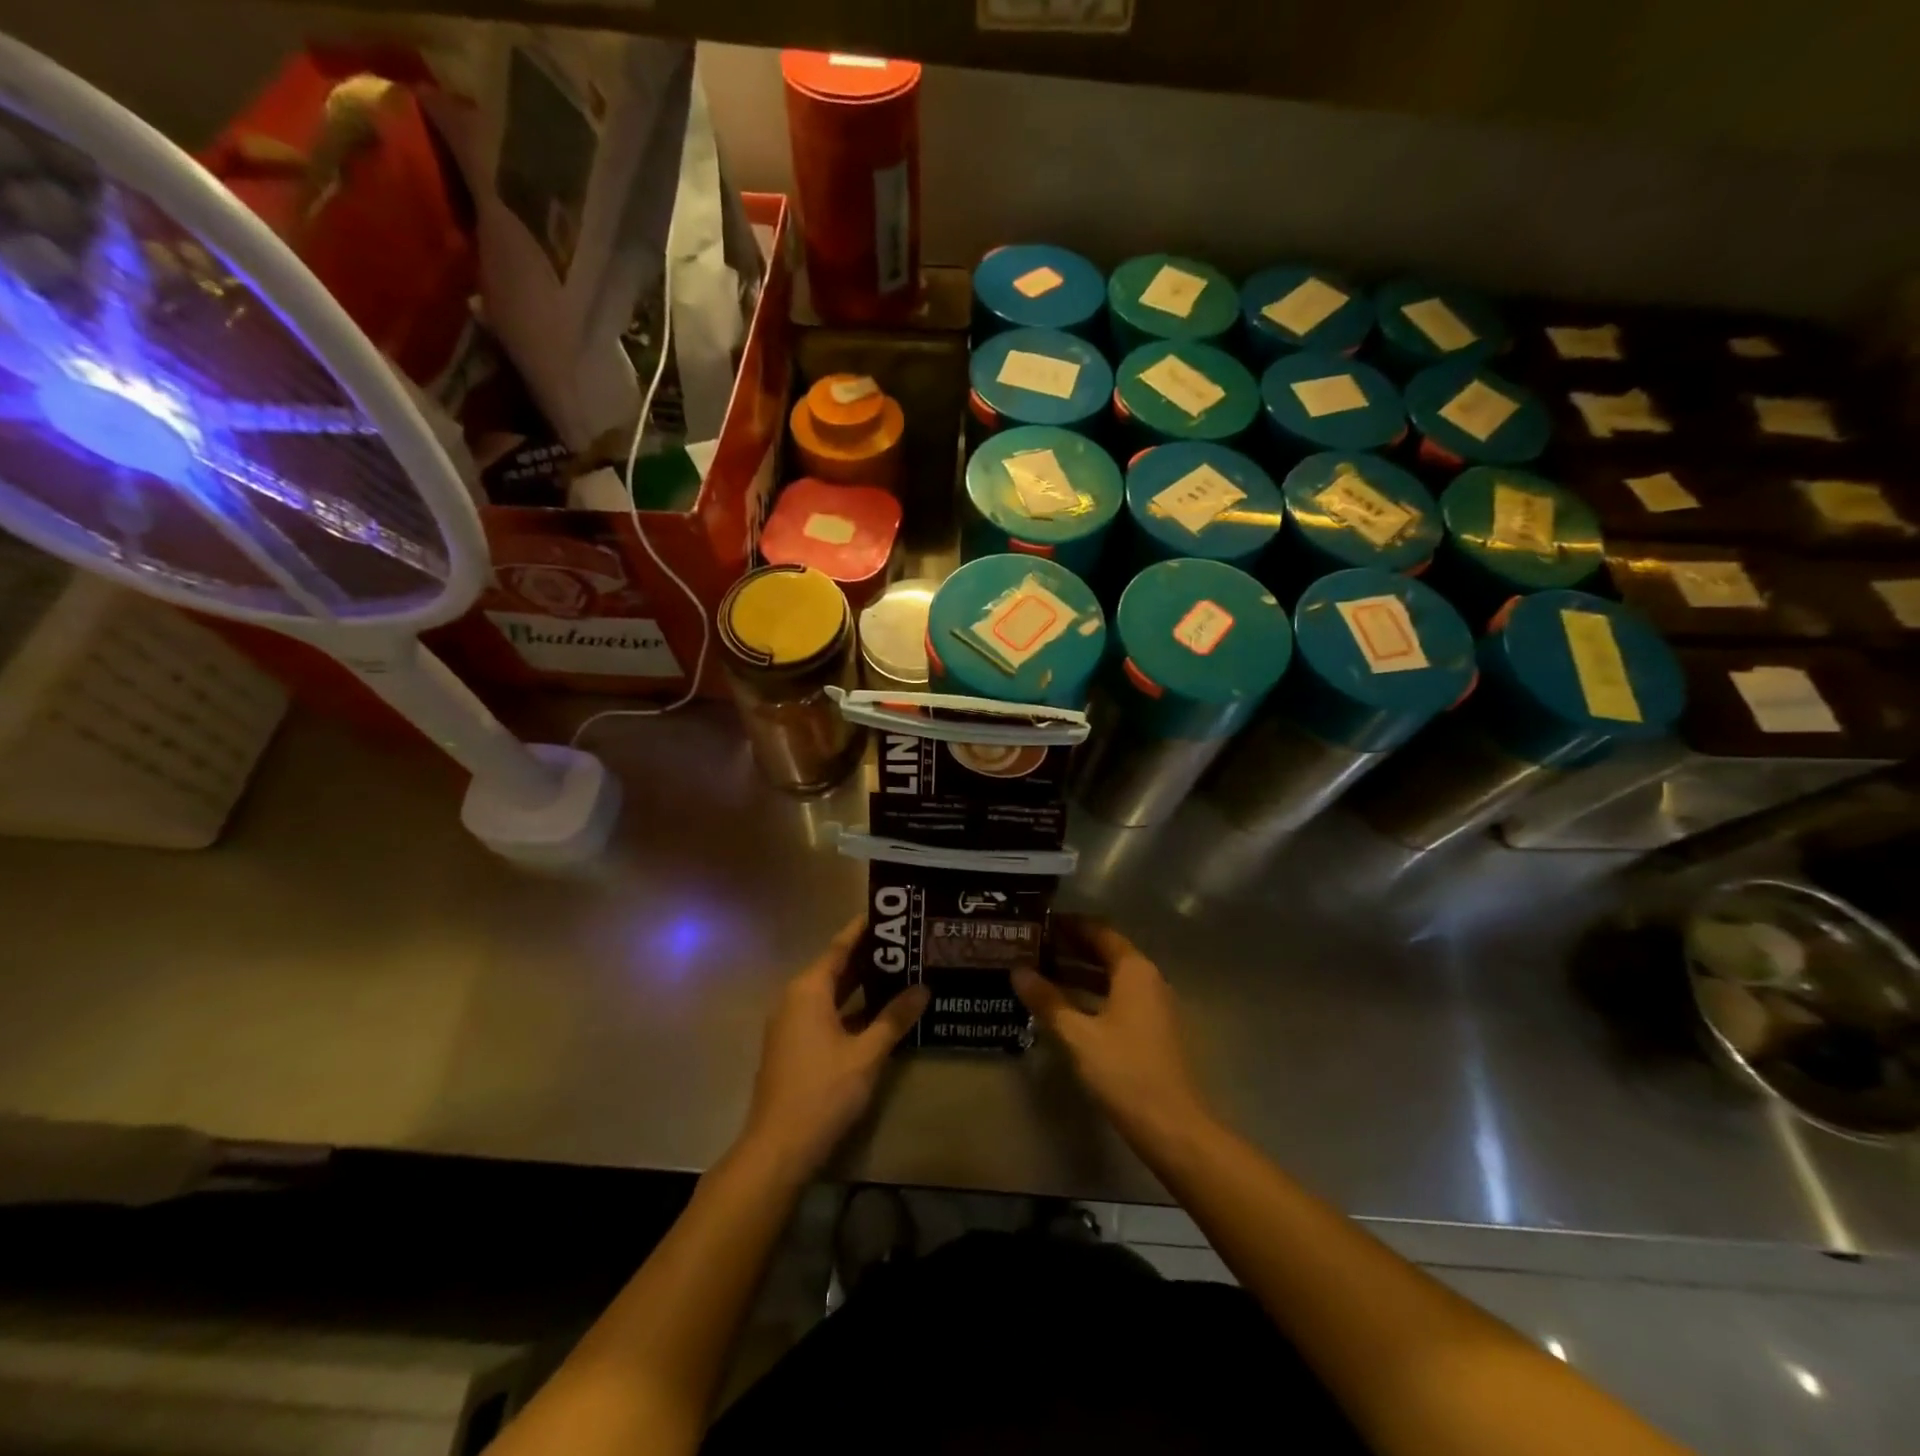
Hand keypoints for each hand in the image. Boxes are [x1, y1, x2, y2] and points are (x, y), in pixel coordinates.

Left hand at [738, 915, 929, 1177]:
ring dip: (862, 985)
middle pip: (836, 967)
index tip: (890, 913)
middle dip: (869, 957)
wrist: (778, 1147)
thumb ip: (895, 1018)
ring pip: (832, 993)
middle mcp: (795, 999)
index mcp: (809, 989)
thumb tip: (923, 988)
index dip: (864, 929)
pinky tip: (880, 1013)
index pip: (840, 946)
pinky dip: (851, 1008)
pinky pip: (826, 1014)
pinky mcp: (794, 1047)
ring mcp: (792, 1024)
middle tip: (906, 943)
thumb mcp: (867, 1054)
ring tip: (900, 972)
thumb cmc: (823, 1091)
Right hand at [1013, 917, 1213, 1156]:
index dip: (1069, 925)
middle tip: (1033, 947)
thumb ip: (1047, 1000)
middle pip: (1106, 953)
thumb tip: (1018, 971)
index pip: (1099, 931)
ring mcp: (1153, 1006)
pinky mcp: (1152, 1031)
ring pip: (1111, 978)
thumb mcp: (1078, 1035)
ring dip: (1079, 974)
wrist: (1174, 1127)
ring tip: (1040, 974)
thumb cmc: (1125, 1071)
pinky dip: (1091, 996)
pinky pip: (1117, 999)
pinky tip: (1064, 1009)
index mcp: (1134, 970)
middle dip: (1070, 949)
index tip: (1039, 923)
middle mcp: (1148, 979)